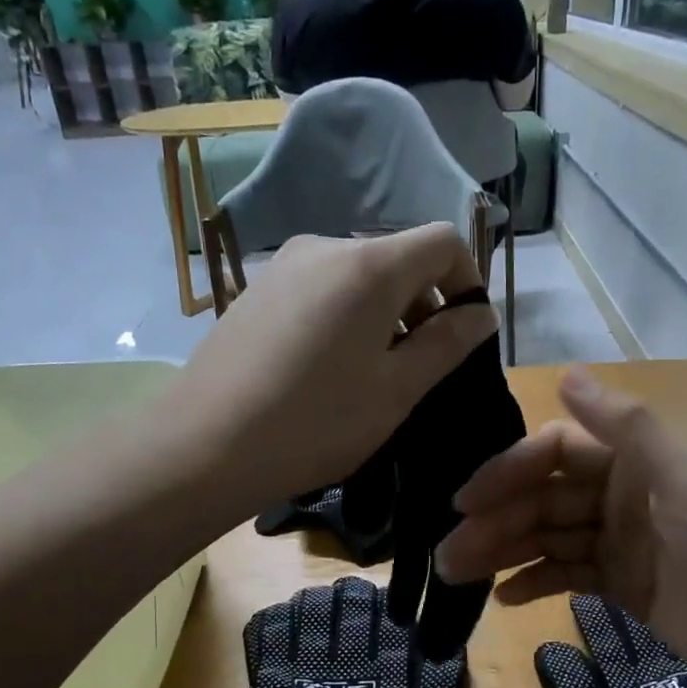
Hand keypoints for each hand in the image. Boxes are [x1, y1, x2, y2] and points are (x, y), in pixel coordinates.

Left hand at [165, 224, 492, 516]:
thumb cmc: (315, 423)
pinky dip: (343, 319)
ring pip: (358, 278)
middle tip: (416, 372)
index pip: (444, 241)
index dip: (467, 283)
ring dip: (382, 317)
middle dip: (422, 306)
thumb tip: (482, 313)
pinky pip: (321, 291)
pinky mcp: (256, 292)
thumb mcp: (396, 391)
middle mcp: (326, 247)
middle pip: (398, 259)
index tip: (461, 337)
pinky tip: (324, 373)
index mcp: (370, 265)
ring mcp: (284, 267)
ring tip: (368, 379)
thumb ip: (447, 344)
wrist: (204, 446)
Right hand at [434, 368, 686, 687]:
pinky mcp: (626, 590)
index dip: (509, 472)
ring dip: (503, 553)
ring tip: (457, 575)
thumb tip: (565, 373)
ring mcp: (623, 545)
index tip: (467, 502)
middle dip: (496, 522)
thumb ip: (628, 429)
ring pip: (549, 540)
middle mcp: (623, 496)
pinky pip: (569, 578)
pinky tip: (503, 597)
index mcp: (638, 462)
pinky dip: (537, 584)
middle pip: (544, 500)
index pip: (556, 454)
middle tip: (449, 554)